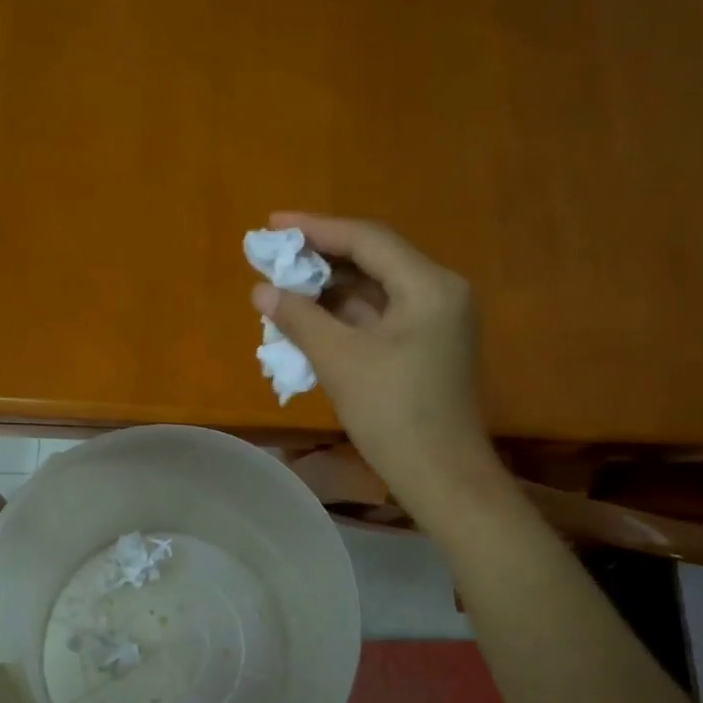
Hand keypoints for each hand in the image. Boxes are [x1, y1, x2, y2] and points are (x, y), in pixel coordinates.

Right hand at [252, 212, 496, 503]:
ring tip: (282, 287)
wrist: (441, 477)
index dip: (316, 229)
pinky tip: (309, 318)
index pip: (367, 240)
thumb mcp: (340, 360)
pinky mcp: (426, 347)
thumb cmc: (393, 414)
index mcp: (428, 286)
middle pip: (373, 260)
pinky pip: (379, 317)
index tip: (272, 225)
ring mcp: (436, 321)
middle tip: (273, 257)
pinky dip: (344, 315)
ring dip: (329, 289)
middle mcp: (439, 293)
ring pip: (374, 290)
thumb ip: (299, 317)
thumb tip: (261, 290)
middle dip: (320, 259)